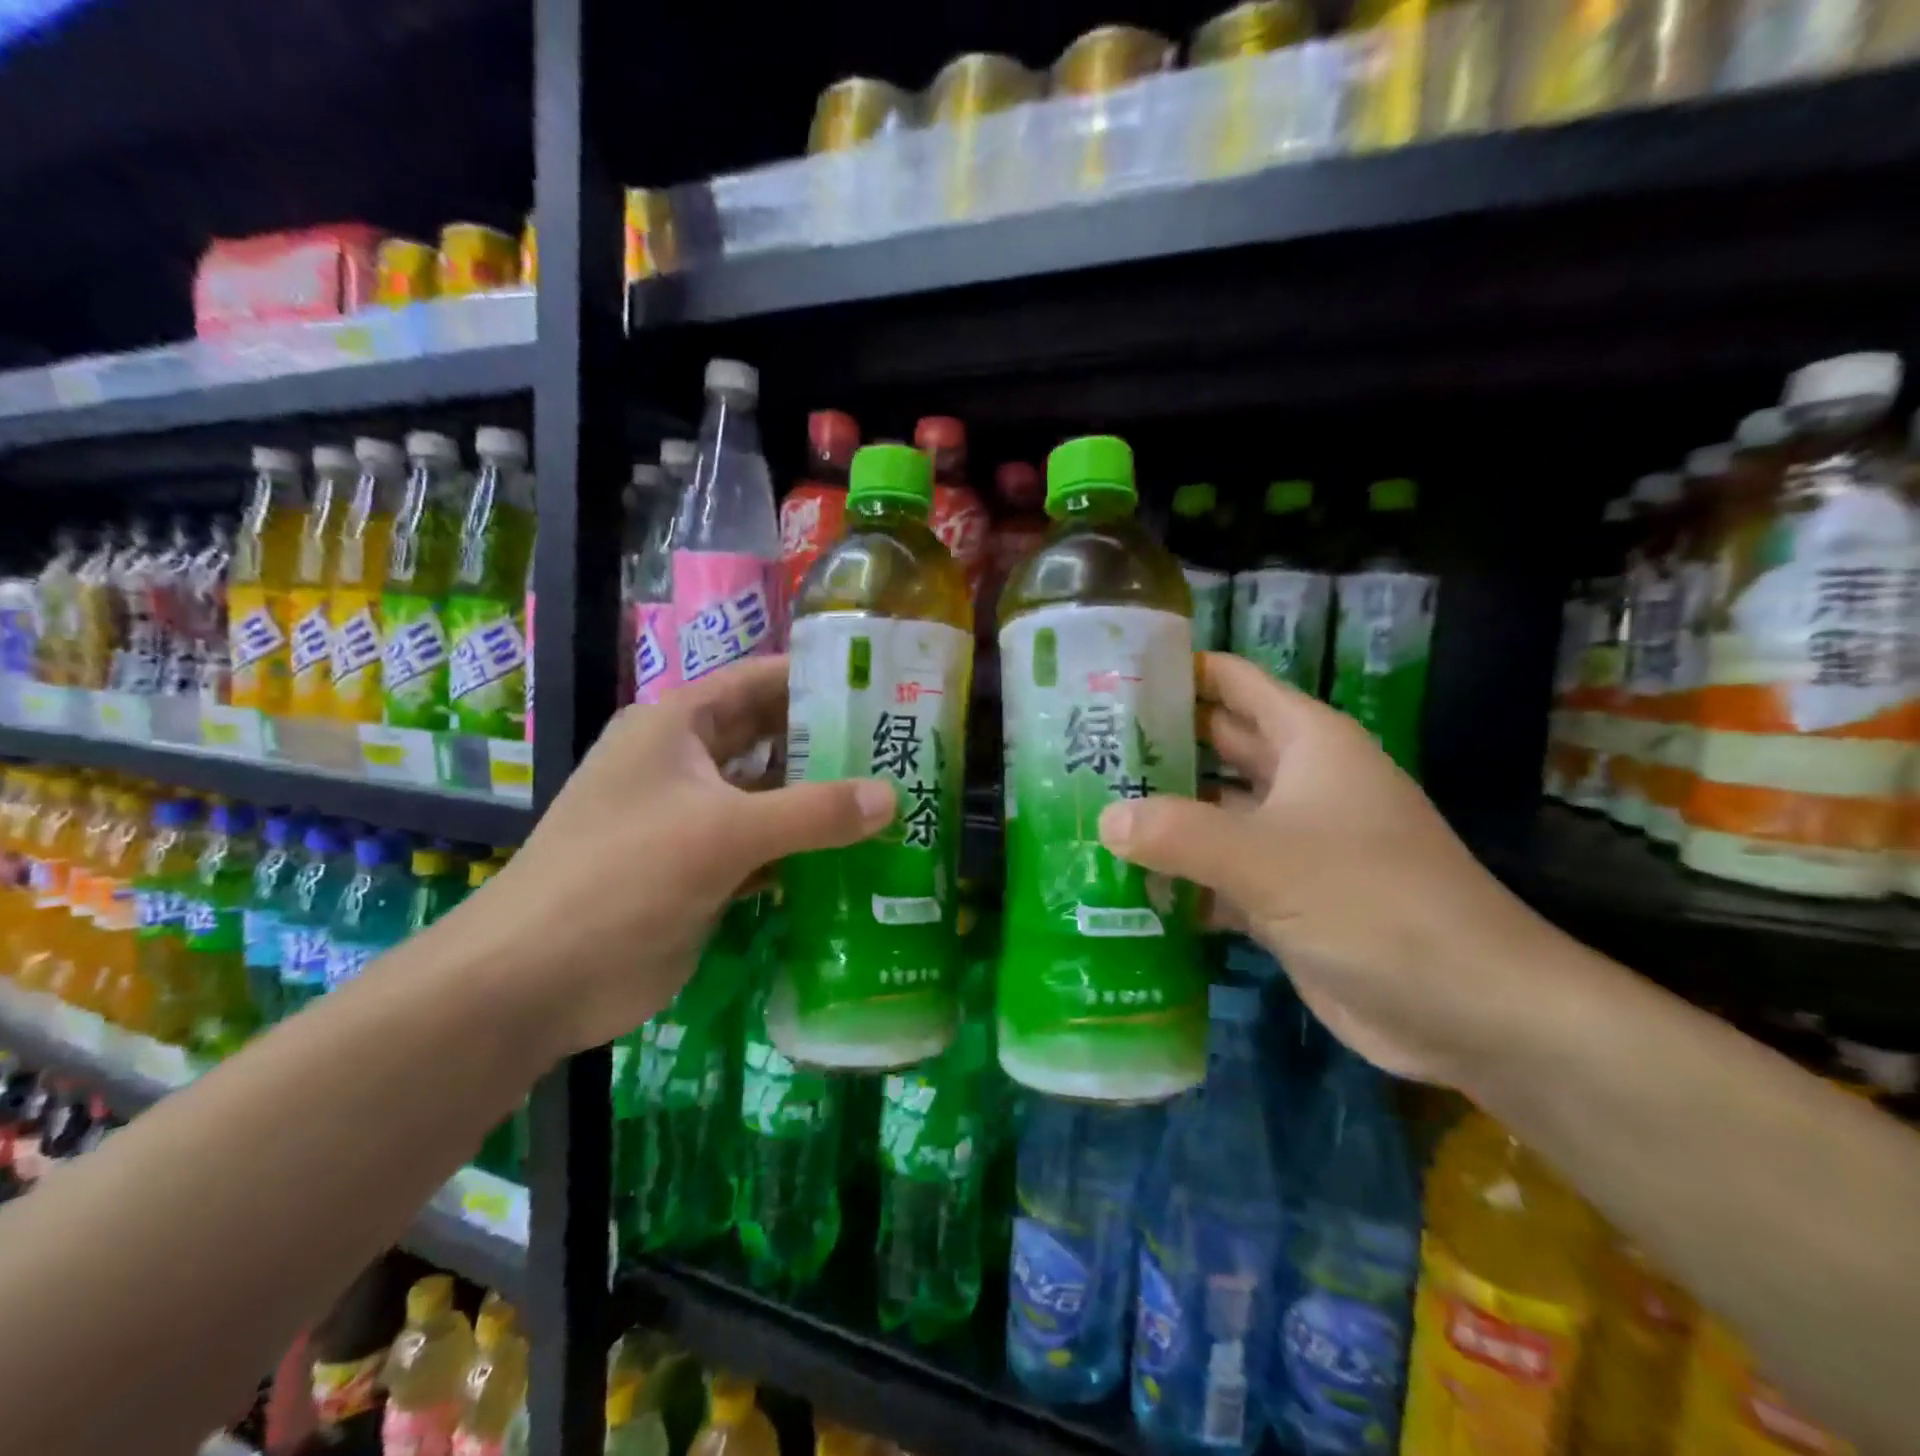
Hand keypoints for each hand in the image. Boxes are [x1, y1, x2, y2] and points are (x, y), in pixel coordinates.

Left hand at [450, 656, 894, 1059]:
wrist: (536, 979)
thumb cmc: (622, 877)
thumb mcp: (723, 833)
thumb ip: (812, 812)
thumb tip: (893, 797)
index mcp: (678, 726)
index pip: (760, 681)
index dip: (818, 678)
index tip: (883, 685)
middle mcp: (687, 763)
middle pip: (771, 739)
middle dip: (830, 743)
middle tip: (901, 749)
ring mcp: (694, 819)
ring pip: (771, 797)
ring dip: (822, 801)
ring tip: (894, 800)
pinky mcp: (703, 870)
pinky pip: (766, 847)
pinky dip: (804, 850)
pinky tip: (857, 858)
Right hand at [1098, 653, 1558, 1086]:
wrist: (1469, 1009)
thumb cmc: (1374, 903)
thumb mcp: (1268, 859)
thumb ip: (1178, 833)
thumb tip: (1105, 819)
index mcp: (1308, 743)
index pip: (1234, 683)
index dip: (1179, 671)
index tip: (1113, 673)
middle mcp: (1298, 783)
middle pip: (1215, 747)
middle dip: (1157, 745)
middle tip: (1080, 747)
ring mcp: (1291, 843)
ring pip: (1212, 813)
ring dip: (1160, 815)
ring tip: (1084, 809)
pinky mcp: (1283, 899)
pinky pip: (1217, 873)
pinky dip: (1178, 877)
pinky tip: (1122, 883)